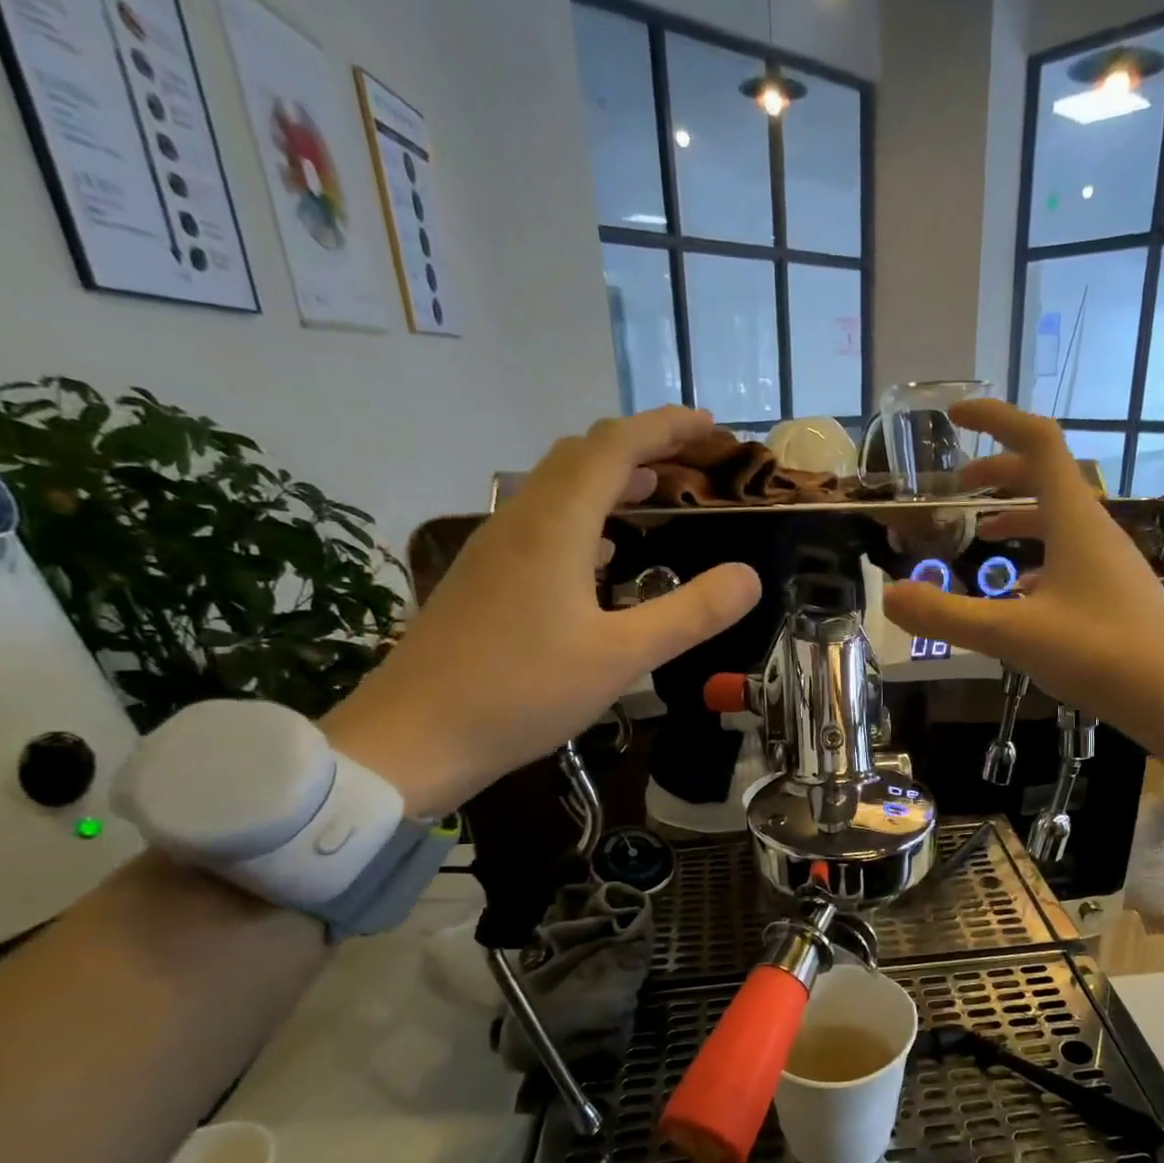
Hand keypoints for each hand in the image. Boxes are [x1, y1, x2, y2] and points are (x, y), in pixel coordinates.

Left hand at [324, 407, 760, 815]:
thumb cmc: (522, 692)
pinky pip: (542, 524)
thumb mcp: (621, 657)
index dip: (664, 427)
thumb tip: (749, 576)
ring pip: (557, 488)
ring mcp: (495, 549)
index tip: (709, 425)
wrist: (414, 736)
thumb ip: (690, 613)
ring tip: (655, 492)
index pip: (613, 447)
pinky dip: (583, 517)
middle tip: (689, 459)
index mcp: (555, 526)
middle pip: (581, 456)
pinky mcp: (484, 579)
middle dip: (639, 446)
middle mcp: (520, 521)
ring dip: (609, 479)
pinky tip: (602, 553)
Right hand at [882, 400, 1163, 772]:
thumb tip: (889, 596)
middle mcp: (1096, 530)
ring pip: (1058, 520)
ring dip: (1017, 515)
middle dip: (999, 472)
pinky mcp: (1116, 594)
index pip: (1037, 442)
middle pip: (1046, 478)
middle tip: (957, 488)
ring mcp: (1110, 563)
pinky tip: (1017, 592)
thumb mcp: (1013, 634)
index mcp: (1075, 520)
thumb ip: (948, 615)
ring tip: (980, 533)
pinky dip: (1036, 557)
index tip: (955, 417)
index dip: (996, 420)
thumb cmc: (1101, 654)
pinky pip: (1069, 557)